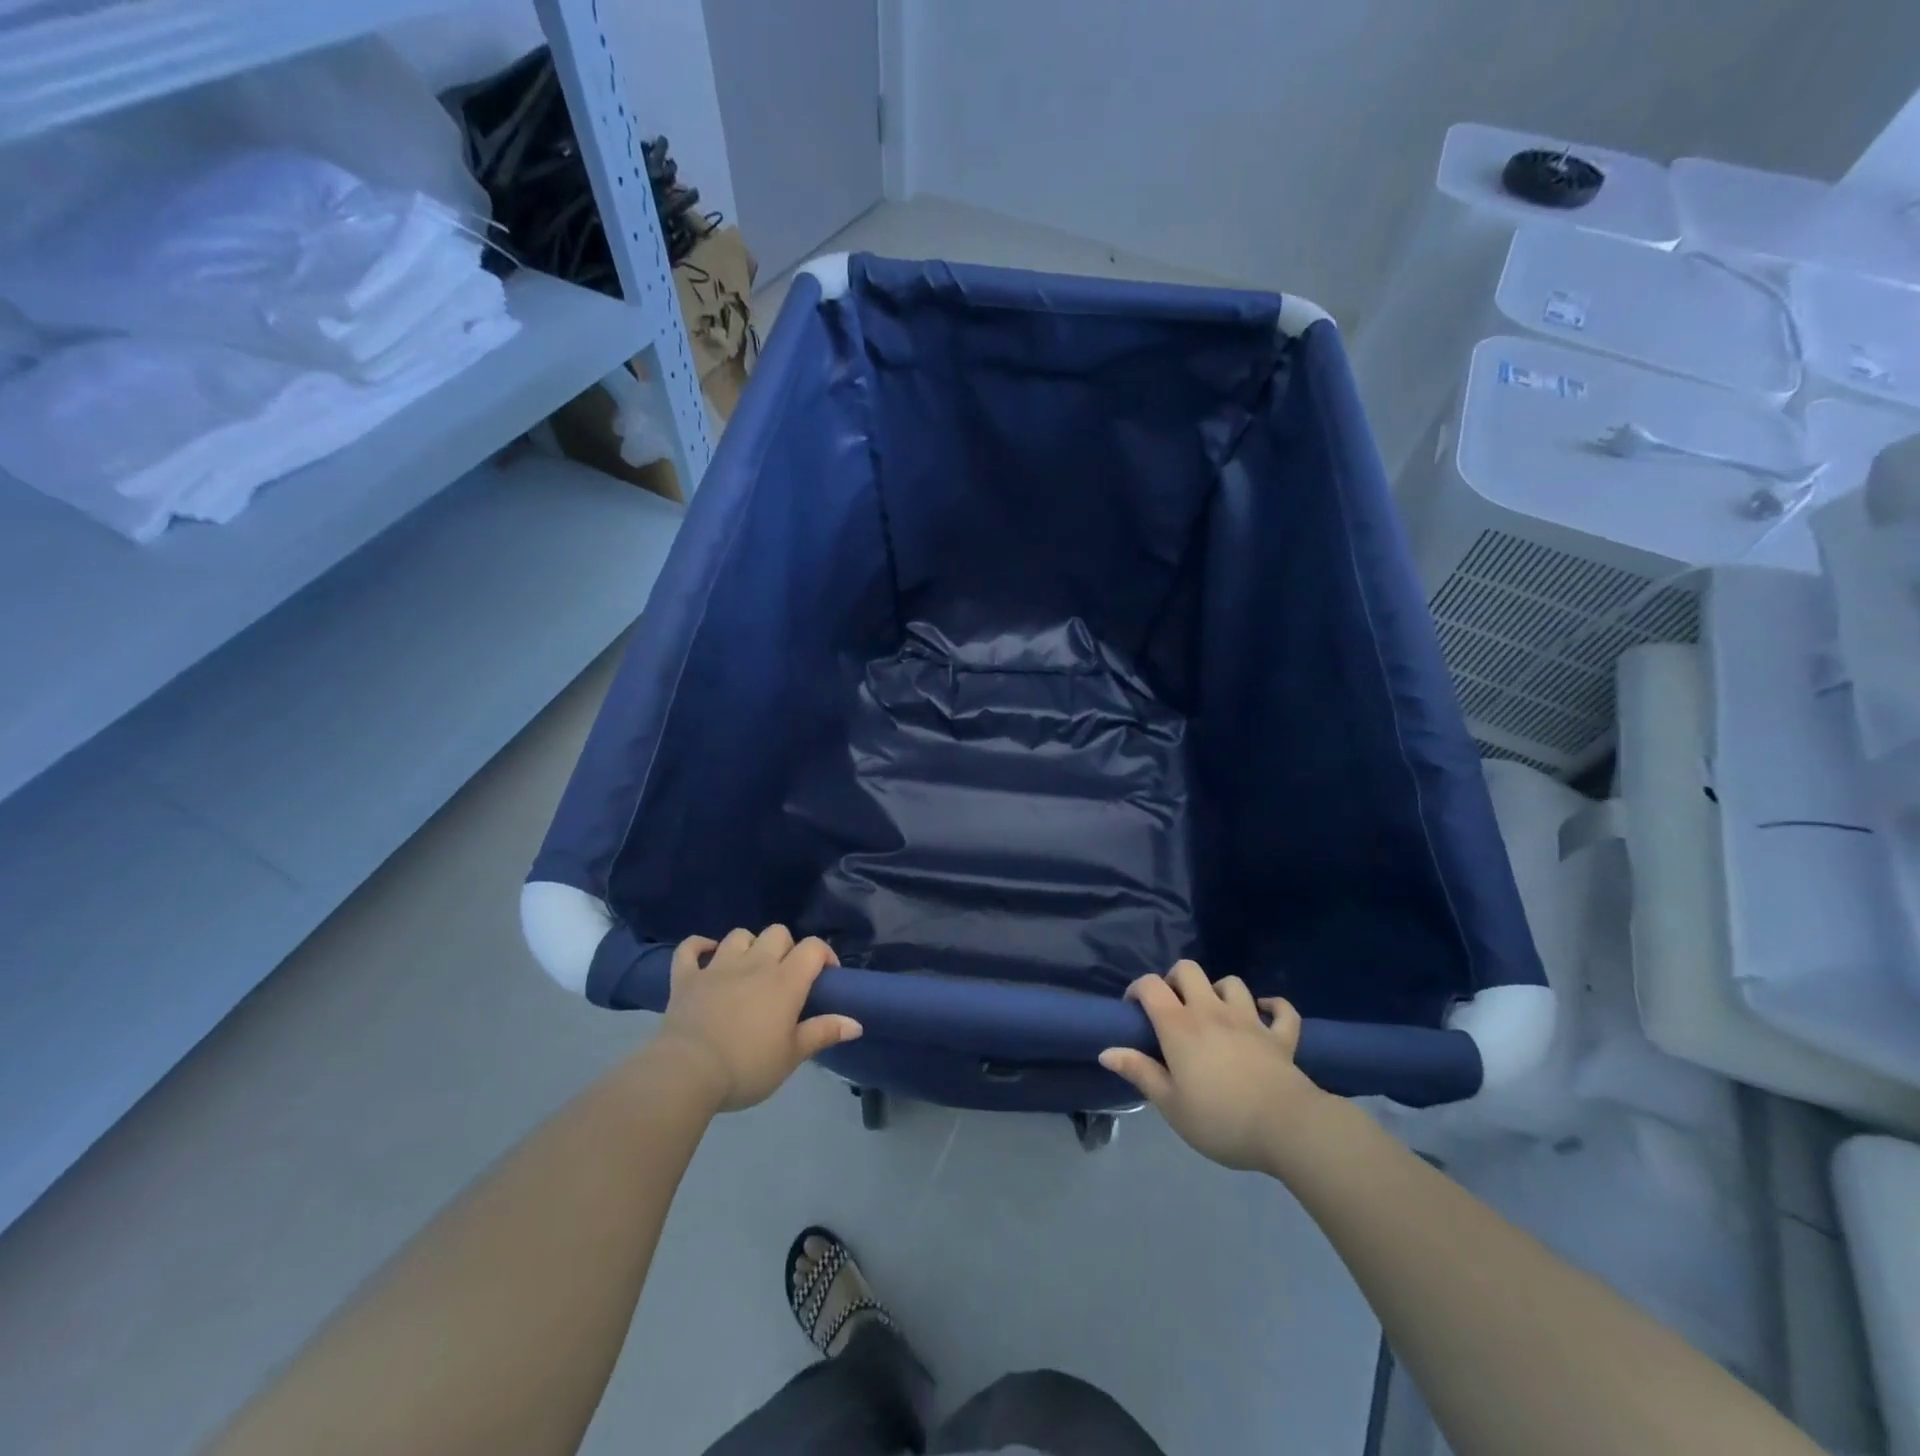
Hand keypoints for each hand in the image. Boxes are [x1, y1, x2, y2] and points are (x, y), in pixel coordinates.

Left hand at [653, 926, 862, 1111]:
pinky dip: (698, 946)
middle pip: (777, 933)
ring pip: (739, 935)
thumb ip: (823, 1033)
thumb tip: (856, 1023)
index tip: (825, 977)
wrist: (688, 1073)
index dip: (824, 955)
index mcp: (785, 981)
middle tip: (785, 977)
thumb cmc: (747, 1067)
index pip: (813, 948)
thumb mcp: (791, 1056)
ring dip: (748, 946)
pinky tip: (706, 953)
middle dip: (786, 948)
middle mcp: (755, 964)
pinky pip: (689, 948)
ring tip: (749, 968)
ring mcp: (717, 967)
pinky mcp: (686, 978)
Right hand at [1099, 960, 1325, 1171]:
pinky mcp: (1280, 1036)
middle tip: (1173, 1008)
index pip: (1150, 985)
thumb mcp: (1170, 1104)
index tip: (1133, 1011)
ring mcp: (1249, 1020)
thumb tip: (1106, 1051)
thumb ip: (1140, 1072)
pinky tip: (1265, 1014)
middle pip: (1189, 970)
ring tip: (1214, 1013)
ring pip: (1231, 983)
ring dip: (1219, 991)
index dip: (1137, 989)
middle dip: (1175, 980)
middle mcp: (1211, 1011)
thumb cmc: (1220, 1119)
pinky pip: (1281, 1010)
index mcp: (1179, 1026)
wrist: (1286, 1128)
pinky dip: (1273, 1007)